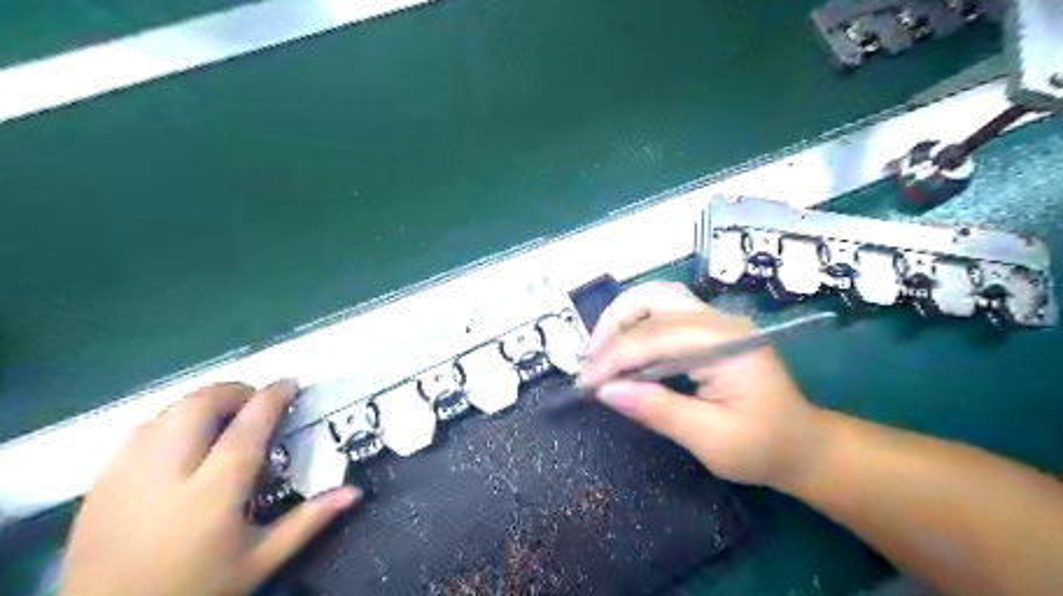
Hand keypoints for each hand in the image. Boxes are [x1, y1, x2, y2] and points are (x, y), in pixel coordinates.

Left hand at [59, 379, 359, 595]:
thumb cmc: (196, 590)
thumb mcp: (260, 561)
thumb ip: (308, 521)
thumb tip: (355, 491)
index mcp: (214, 491)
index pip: (248, 426)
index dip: (272, 397)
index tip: (290, 384)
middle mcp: (168, 472)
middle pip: (200, 405)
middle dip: (234, 391)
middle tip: (256, 402)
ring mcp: (127, 474)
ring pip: (168, 411)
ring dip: (202, 403)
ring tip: (222, 418)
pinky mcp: (99, 483)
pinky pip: (140, 430)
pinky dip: (170, 420)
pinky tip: (181, 441)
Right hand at [579, 282, 824, 485]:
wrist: (803, 446)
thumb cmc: (763, 447)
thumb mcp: (711, 440)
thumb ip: (659, 410)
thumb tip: (606, 391)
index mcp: (726, 343)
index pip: (655, 337)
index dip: (614, 358)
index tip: (586, 384)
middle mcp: (720, 321)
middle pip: (653, 299)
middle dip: (613, 325)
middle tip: (590, 360)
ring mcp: (715, 321)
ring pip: (656, 300)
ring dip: (622, 320)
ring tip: (600, 353)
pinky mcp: (709, 330)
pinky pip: (664, 315)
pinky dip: (636, 328)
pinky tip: (623, 352)